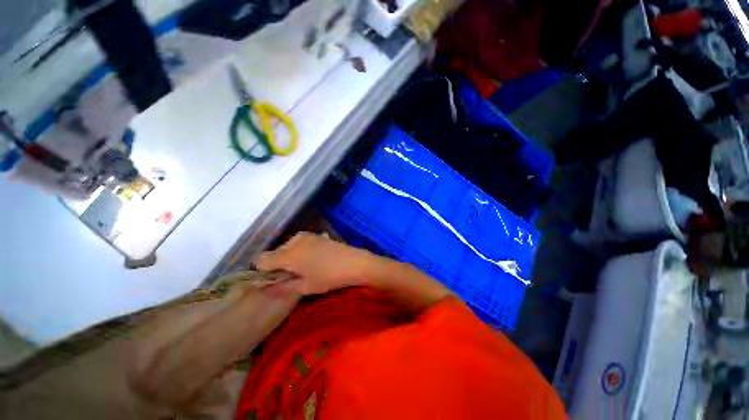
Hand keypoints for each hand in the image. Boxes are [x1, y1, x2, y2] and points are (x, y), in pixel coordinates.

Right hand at [255, 232, 375, 295]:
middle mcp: (294, 241)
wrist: (354, 262)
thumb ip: (282, 288)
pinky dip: (299, 251)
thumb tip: (264, 290)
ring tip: (303, 268)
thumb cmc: (329, 277)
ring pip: (287, 247)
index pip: (261, 259)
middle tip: (292, 276)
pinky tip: (312, 260)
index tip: (274, 280)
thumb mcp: (305, 287)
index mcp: (288, 254)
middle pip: (275, 252)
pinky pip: (299, 243)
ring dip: (289, 257)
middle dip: (278, 264)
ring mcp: (306, 236)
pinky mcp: (316, 235)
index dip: (263, 271)